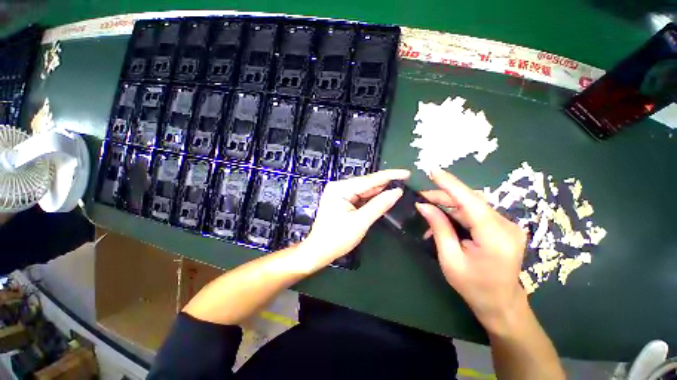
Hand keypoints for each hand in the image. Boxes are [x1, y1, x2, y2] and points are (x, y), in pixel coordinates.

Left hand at [302, 169, 409, 264]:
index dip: (389, 176)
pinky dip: (372, 198)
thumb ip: (379, 205)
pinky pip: (360, 197)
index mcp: (340, 189)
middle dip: (385, 183)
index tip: (406, 173)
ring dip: (380, 190)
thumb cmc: (337, 238)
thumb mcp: (360, 222)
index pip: (369, 179)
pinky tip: (384, 196)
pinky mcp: (342, 201)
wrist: (319, 252)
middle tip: (405, 181)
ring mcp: (340, 194)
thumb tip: (397, 191)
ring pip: (364, 190)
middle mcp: (339, 187)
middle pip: (366, 183)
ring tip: (398, 187)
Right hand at [415, 168, 527, 331]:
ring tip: (429, 207)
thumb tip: (424, 206)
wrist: (501, 304)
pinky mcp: (503, 227)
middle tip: (422, 198)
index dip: (451, 185)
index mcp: (495, 238)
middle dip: (444, 196)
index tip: (434, 171)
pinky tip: (443, 219)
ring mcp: (507, 226)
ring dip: (450, 204)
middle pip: (471, 201)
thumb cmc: (474, 286)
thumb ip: (439, 228)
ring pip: (473, 205)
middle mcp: (506, 226)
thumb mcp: (450, 259)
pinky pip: (476, 213)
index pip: (471, 202)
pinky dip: (458, 213)